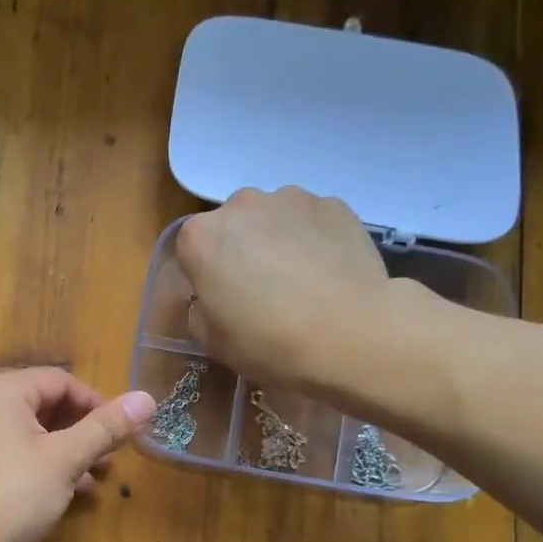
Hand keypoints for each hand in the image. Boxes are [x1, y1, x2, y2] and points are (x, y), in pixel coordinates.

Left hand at [0, 368, 155, 541]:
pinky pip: (19, 460)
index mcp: (7, 391)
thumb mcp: (66, 457)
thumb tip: (147, 398)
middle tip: (112, 456)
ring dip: (70, 454)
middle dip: (84, 431)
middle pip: (47, 408)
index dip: (97, 402)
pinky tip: (69, 494)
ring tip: (97, 478)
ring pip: (35, 437)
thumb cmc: (14, 489)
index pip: (62, 381)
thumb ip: (105, 428)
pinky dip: (47, 470)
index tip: (122, 431)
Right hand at [175, 186, 399, 395]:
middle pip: (233, 225)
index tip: (223, 298)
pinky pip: (312, 220)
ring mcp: (290, 198)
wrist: (351, 335)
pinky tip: (328, 273)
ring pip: (274, 217)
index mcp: (201, 239)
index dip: (205, 274)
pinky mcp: (333, 204)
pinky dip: (314, 239)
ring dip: (278, 240)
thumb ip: (201, 311)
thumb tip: (213, 298)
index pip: (191, 248)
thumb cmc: (269, 343)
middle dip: (241, 249)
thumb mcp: (214, 342)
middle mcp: (241, 205)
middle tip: (262, 289)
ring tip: (301, 280)